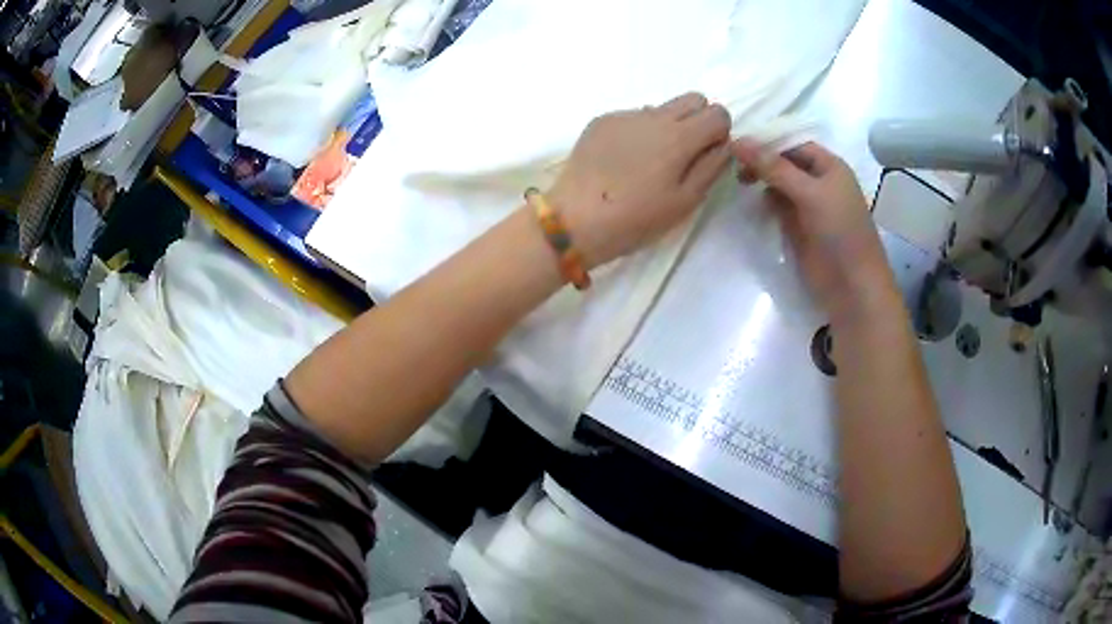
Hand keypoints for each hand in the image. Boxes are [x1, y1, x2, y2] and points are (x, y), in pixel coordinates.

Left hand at [549, 93, 731, 267]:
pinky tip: (623, 161)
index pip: (718, 113)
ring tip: (649, 162)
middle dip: (699, 120)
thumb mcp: (685, 201)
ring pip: (661, 107)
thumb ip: (711, 167)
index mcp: (679, 136)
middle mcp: (654, 116)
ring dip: (667, 126)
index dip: (719, 133)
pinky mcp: (601, 121)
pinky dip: (638, 132)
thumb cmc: (636, 218)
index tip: (707, 155)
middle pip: (693, 99)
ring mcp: (624, 115)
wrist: (575, 219)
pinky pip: (633, 116)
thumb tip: (723, 145)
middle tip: (685, 153)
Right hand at [731, 139, 889, 313]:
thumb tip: (737, 141)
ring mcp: (809, 206)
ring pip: (779, 185)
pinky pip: (777, 209)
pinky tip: (749, 204)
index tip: (735, 145)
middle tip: (735, 170)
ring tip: (738, 184)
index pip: (793, 145)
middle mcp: (819, 182)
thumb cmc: (839, 232)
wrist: (852, 287)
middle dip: (762, 163)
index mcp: (829, 166)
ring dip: (761, 183)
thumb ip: (774, 168)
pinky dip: (764, 204)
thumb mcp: (809, 193)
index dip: (767, 142)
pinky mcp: (799, 229)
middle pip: (784, 163)